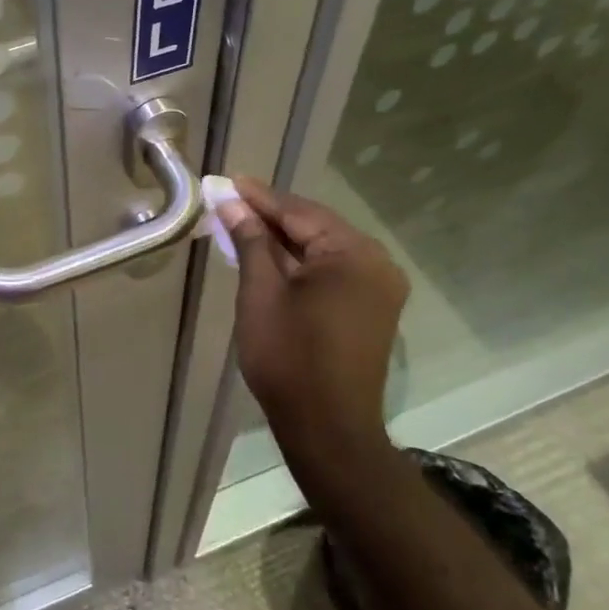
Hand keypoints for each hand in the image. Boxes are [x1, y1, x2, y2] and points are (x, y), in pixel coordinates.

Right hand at [217, 178, 409, 464]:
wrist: (328, 427)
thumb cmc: (289, 357)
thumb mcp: (261, 293)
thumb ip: (251, 242)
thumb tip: (233, 204)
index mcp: (354, 253)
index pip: (299, 212)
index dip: (260, 198)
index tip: (228, 182)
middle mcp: (377, 262)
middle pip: (316, 227)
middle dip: (273, 217)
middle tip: (232, 202)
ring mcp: (380, 287)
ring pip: (325, 250)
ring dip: (286, 240)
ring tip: (246, 226)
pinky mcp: (374, 309)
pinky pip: (335, 272)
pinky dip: (304, 264)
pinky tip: (274, 259)